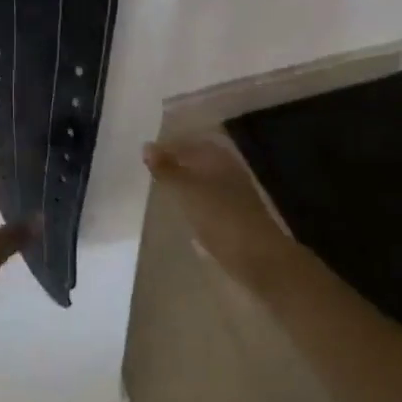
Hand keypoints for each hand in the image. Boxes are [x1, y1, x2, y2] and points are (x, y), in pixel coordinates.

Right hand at [143, 136, 293, 290]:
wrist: (257, 258)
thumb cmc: (219, 216)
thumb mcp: (185, 190)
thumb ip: (165, 169)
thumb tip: (146, 146)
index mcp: (218, 157)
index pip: (189, 142)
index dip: (167, 147)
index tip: (144, 157)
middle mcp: (228, 171)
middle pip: (197, 161)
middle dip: (175, 165)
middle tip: (149, 173)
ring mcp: (233, 195)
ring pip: (202, 182)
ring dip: (183, 185)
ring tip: (160, 192)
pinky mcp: (234, 218)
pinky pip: (208, 202)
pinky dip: (192, 203)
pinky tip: (181, 213)